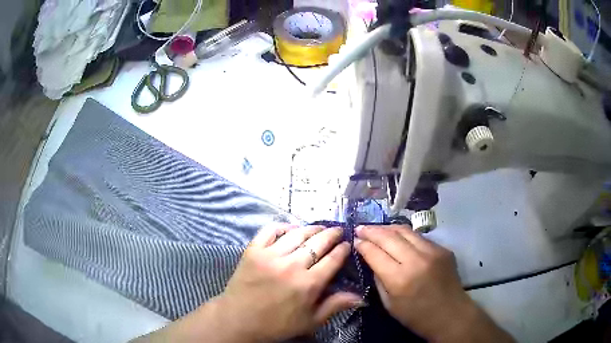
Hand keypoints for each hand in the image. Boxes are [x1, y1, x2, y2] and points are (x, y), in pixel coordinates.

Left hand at [215, 224, 362, 341]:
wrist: (238, 320)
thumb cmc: (277, 324)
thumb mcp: (310, 321)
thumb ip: (335, 306)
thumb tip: (361, 296)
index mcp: (309, 284)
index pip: (333, 259)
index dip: (343, 249)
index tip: (347, 244)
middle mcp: (292, 265)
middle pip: (318, 242)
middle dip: (332, 234)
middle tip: (337, 231)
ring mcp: (270, 255)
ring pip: (297, 234)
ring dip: (312, 228)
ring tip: (319, 228)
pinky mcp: (253, 250)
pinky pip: (270, 230)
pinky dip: (282, 226)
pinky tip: (290, 228)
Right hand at [355, 225, 512, 342]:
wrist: (451, 314)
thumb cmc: (417, 316)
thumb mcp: (390, 305)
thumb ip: (379, 279)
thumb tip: (371, 259)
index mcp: (400, 279)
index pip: (375, 253)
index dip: (362, 245)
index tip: (354, 240)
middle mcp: (416, 260)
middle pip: (389, 237)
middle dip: (371, 231)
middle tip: (360, 228)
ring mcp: (432, 251)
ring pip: (405, 230)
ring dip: (387, 228)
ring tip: (376, 229)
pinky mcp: (442, 248)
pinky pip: (418, 237)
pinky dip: (404, 235)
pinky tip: (397, 238)